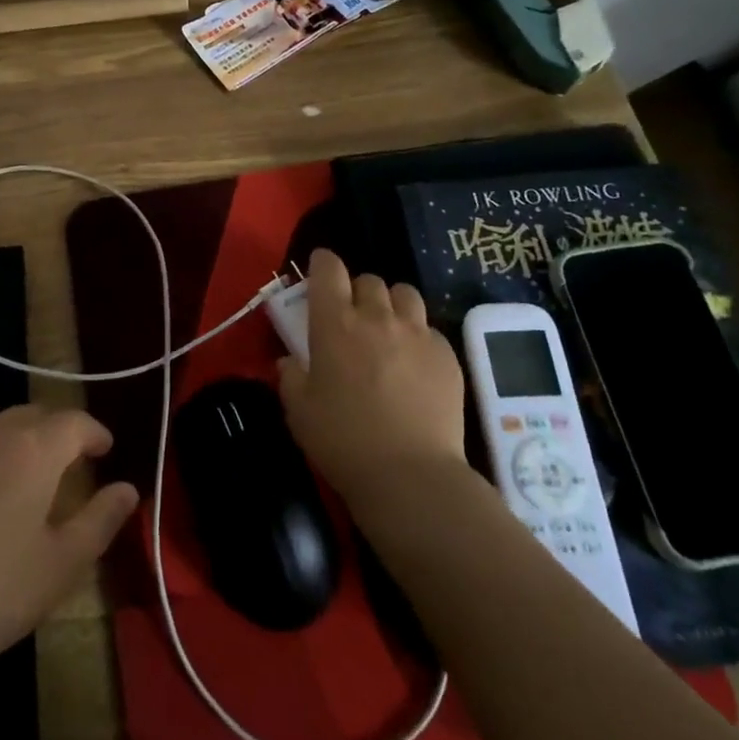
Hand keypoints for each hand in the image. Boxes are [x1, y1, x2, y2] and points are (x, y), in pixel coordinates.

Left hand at [0, 404, 138, 684]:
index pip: (74, 422)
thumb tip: (128, 488)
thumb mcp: (62, 564)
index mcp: (32, 450)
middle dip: (56, 432)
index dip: (95, 432)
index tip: (105, 449)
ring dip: (15, 444)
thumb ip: (102, 519)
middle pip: (33, 416)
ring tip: (21, 480)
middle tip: (68, 463)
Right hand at [277, 249, 466, 506]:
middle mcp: (377, 317)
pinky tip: (414, 364)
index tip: (320, 272)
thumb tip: (292, 361)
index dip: (323, 264)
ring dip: (392, 304)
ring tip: (388, 330)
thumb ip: (292, 377)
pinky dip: (417, 336)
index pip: (329, 268)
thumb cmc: (343, 440)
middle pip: (368, 280)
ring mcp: (416, 333)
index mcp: (335, 323)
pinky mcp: (446, 355)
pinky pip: (429, 328)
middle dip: (357, 292)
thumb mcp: (299, 411)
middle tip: (352, 318)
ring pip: (405, 294)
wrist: (410, 475)